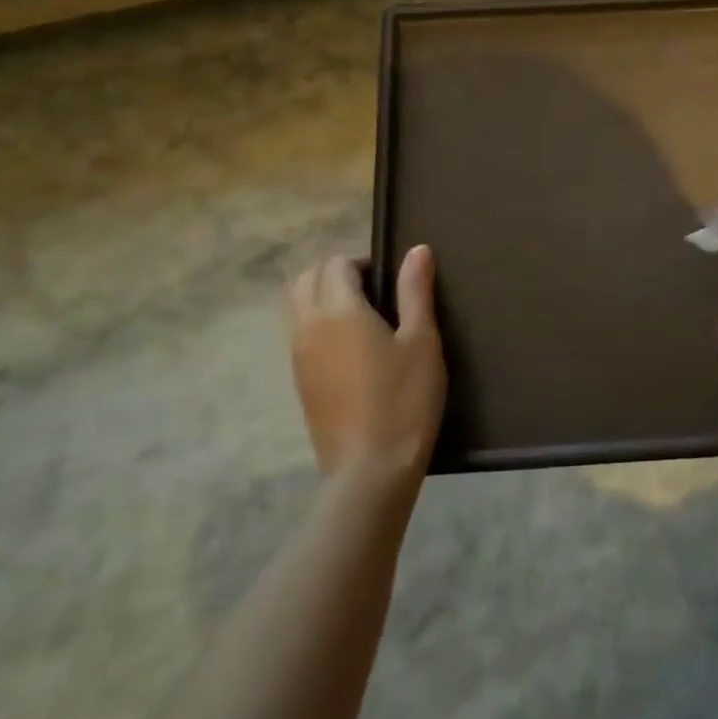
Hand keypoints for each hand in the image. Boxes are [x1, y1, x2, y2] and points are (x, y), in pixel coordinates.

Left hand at [287, 247, 445, 482]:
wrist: (370, 468)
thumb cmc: (404, 398)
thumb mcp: (421, 340)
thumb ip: (415, 291)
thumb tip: (417, 249)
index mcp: (338, 311)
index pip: (336, 264)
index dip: (363, 263)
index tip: (392, 282)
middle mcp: (308, 326)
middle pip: (306, 279)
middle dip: (336, 274)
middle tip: (375, 292)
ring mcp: (297, 356)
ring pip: (296, 305)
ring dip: (322, 297)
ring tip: (363, 318)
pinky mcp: (299, 381)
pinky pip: (298, 333)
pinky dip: (317, 323)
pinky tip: (352, 348)